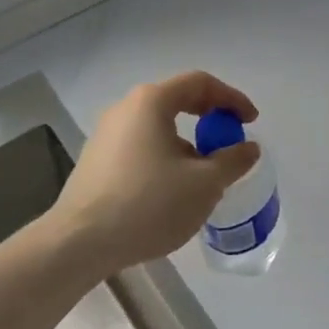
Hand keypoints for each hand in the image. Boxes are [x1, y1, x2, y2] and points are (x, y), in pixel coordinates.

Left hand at [50, 71, 259, 274]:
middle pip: (177, 100)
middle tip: (230, 138)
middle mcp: (126, 108)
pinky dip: (165, 156)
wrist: (77, 244)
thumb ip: (232, 161)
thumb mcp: (204, 184)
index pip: (200, 83)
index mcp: (152, 102)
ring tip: (204, 171)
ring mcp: (106, 135)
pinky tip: (172, 189)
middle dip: (210, 118)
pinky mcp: (95, 161)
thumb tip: (249, 148)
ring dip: (188, 141)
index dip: (232, 98)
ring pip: (158, 126)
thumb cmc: (148, 204)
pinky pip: (141, 146)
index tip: (250, 121)